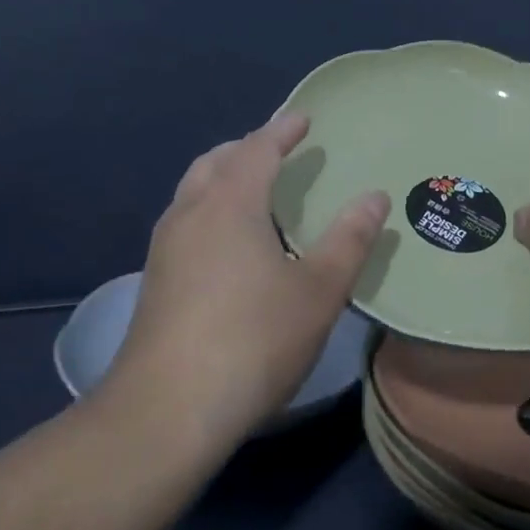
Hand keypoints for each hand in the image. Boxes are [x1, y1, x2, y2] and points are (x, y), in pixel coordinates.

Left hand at [108, 113, 389, 445]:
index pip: (258, 147)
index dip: (282, 129)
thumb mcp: (318, 291)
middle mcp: (190, 212)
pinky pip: (185, 220)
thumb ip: (349, 239)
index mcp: (230, 202)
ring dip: (223, 177)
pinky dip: (210, 208)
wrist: (166, 411)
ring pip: (194, 190)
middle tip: (278, 150)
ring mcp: (165, 247)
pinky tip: (228, 243)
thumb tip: (375, 196)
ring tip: (254, 191)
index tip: (303, 118)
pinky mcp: (155, 280)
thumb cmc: (253, 340)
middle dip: (247, 148)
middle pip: (216, 161)